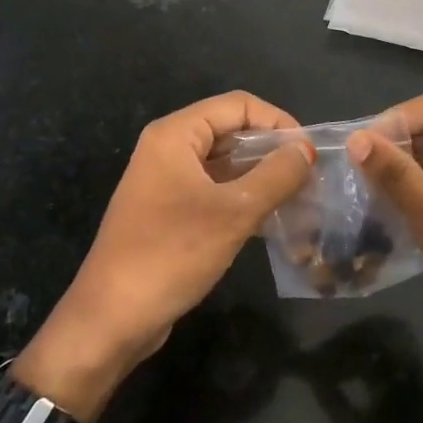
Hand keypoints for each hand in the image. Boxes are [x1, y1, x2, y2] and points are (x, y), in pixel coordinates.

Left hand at [16, 92, 314, 418]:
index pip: (238, 105)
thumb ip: (276, 176)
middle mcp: (168, 149)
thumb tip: (306, 150)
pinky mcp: (169, 213)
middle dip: (272, 151)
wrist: (113, 317)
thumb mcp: (234, 212)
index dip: (278, 122)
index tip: (309, 154)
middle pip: (231, 132)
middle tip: (310, 179)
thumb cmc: (172, 253)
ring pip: (225, 165)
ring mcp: (166, 182)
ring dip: (262, 178)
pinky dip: (243, 200)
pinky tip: (272, 221)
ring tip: (300, 200)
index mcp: (176, 135)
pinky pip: (214, 192)